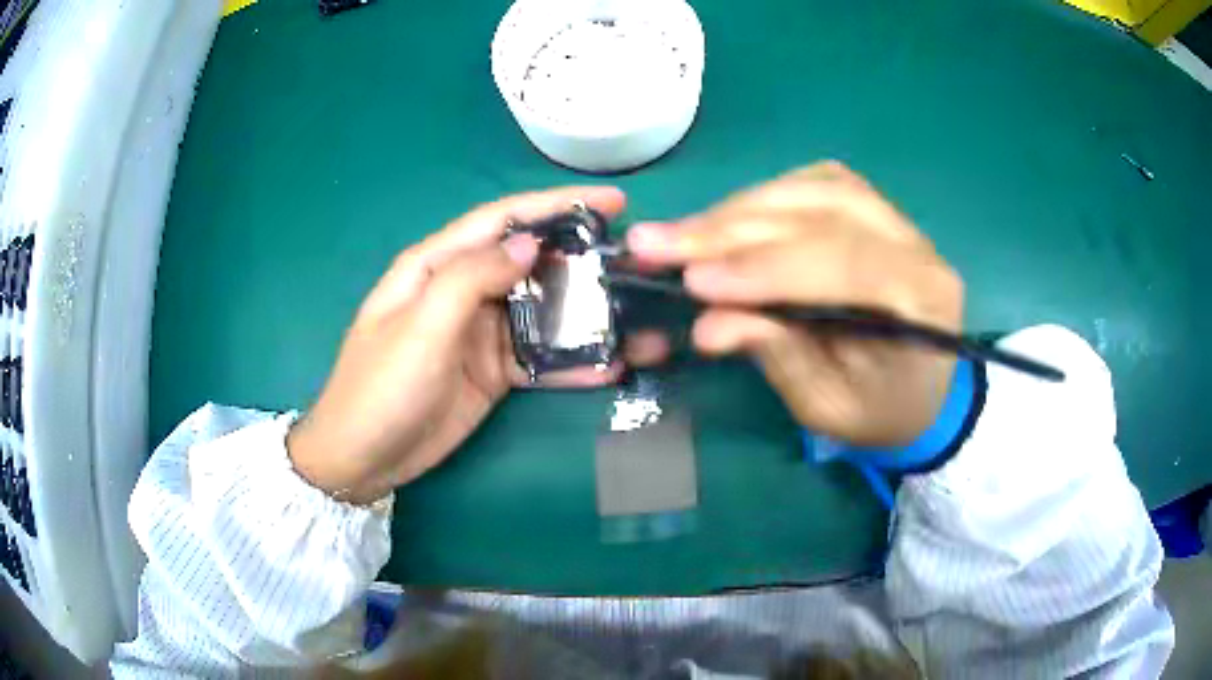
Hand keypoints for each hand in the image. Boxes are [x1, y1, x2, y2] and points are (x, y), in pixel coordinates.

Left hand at [288, 187, 626, 503]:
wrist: (363, 458)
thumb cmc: (382, 386)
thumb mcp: (421, 326)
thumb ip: (473, 278)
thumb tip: (531, 244)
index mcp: (438, 265)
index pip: (503, 220)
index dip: (556, 204)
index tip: (612, 201)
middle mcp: (463, 290)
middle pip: (529, 262)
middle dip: (579, 257)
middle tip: (632, 262)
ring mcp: (480, 333)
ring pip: (540, 310)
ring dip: (582, 312)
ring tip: (634, 313)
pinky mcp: (492, 372)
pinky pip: (539, 358)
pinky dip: (571, 361)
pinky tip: (609, 366)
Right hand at [625, 162, 962, 446]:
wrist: (925, 394)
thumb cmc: (883, 414)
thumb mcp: (830, 408)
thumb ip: (779, 357)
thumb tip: (707, 323)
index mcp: (923, 301)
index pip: (843, 262)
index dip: (765, 267)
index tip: (694, 282)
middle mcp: (916, 246)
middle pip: (822, 212)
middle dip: (732, 228)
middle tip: (657, 244)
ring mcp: (898, 220)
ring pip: (814, 187)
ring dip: (740, 208)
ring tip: (681, 234)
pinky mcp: (875, 211)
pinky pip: (816, 183)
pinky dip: (764, 197)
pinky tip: (726, 219)